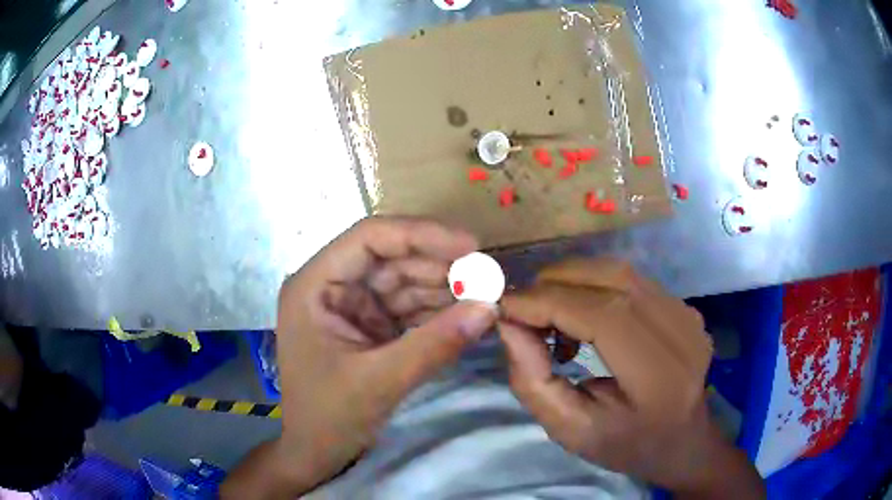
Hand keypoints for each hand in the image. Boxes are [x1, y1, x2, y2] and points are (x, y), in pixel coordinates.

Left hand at [223, 217, 497, 498]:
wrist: (316, 454)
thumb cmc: (329, 418)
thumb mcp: (379, 382)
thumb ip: (434, 344)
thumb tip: (489, 307)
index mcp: (315, 285)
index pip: (369, 238)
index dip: (421, 235)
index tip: (470, 246)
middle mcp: (332, 286)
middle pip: (391, 257)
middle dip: (440, 266)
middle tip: (488, 279)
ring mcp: (352, 306)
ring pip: (404, 281)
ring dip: (444, 288)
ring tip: (484, 297)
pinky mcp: (370, 326)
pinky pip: (408, 307)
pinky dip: (437, 311)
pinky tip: (466, 315)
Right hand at [498, 258, 763, 497]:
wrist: (682, 440)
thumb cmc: (626, 445)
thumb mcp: (570, 430)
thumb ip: (533, 382)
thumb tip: (508, 324)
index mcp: (659, 378)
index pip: (603, 316)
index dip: (549, 303)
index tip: (505, 308)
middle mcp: (682, 334)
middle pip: (612, 280)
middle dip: (555, 285)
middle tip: (522, 311)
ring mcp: (688, 314)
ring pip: (619, 272)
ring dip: (572, 283)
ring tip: (549, 317)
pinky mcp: (684, 305)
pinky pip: (630, 280)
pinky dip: (593, 287)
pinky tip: (582, 317)